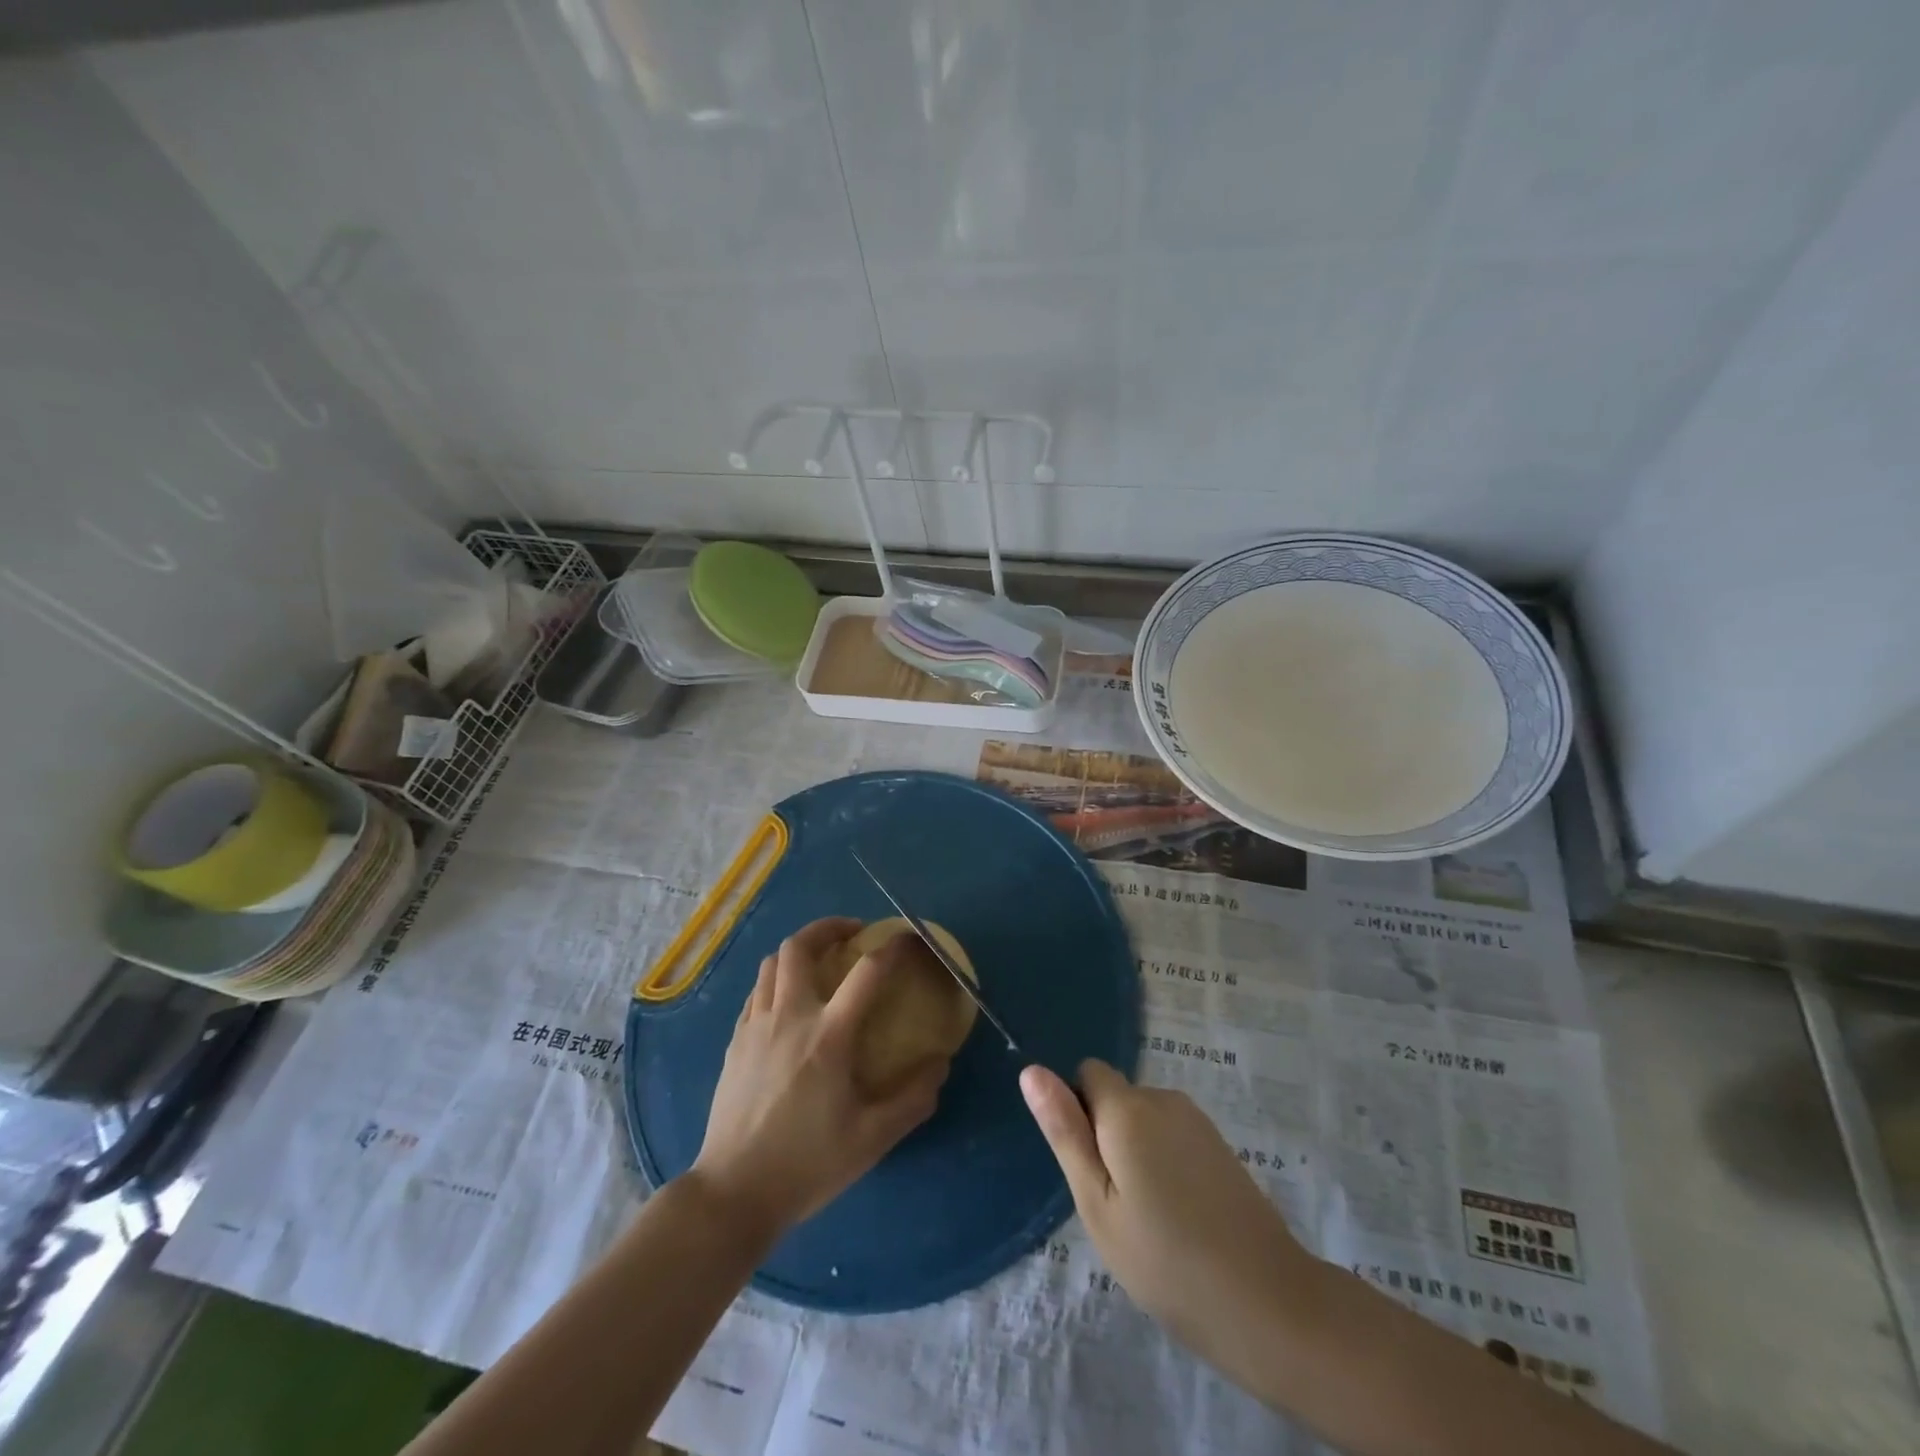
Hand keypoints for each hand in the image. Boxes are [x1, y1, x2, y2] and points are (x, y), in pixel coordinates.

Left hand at [691, 917, 948, 1244]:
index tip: (909, 938)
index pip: (867, 972)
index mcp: (828, 1036)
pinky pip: (756, 992)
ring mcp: (755, 1026)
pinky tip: (788, 1003)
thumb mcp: (872, 1139)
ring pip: (771, 964)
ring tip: (820, 961)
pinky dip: (776, 981)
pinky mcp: (735, 1042)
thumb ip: (912, 1098)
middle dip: (828, 927)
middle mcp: (789, 1017)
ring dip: (799, 951)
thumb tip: (941, 1063)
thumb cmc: (807, 1164)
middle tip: (852, 933)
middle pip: (799, 946)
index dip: (893, 947)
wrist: (733, 1193)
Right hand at [1021, 1060, 1317, 1369]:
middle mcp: (1164, 1099)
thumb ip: (1065, 1131)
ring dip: (1136, 1153)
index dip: (1078, 1114)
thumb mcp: (1096, 1202)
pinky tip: (1181, 1217)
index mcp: (1128, 1108)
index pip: (1087, 1074)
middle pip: (1116, 1097)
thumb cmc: (1165, 1260)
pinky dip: (1166, 1164)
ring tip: (1150, 1219)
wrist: (1268, 1303)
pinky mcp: (1221, 1146)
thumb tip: (1031, 1070)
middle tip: (1118, 1206)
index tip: (1090, 1170)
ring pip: (1144, 1120)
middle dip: (1107, 1137)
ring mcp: (1198, 1121)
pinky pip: (1172, 1137)